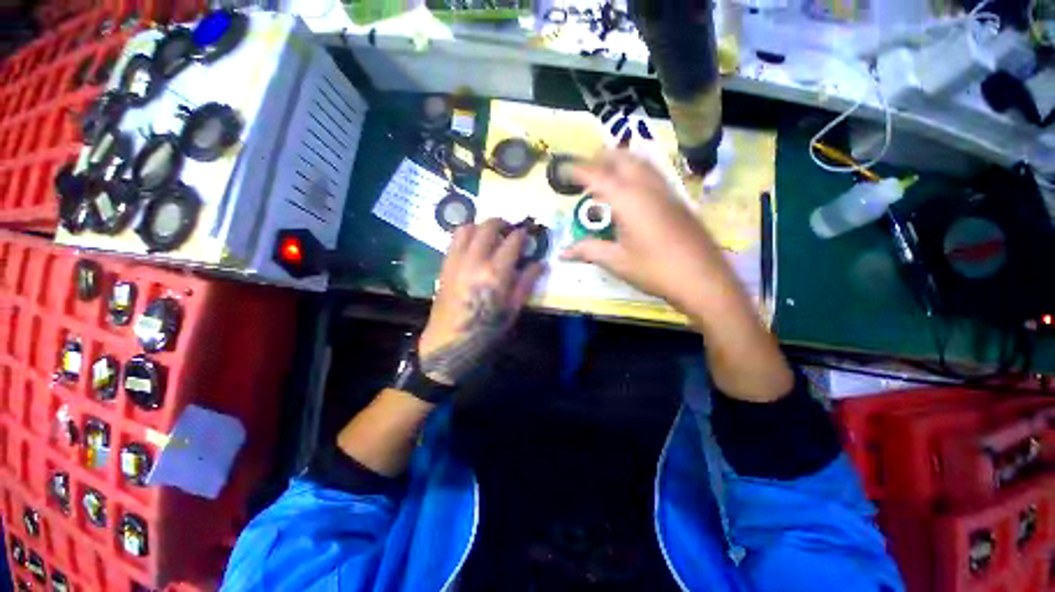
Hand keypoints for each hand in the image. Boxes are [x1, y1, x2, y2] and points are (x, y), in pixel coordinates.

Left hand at [419, 219, 544, 385]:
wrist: (451, 341)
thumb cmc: (487, 328)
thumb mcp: (513, 308)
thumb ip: (527, 282)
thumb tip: (541, 262)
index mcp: (496, 273)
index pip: (513, 241)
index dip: (523, 234)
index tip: (528, 235)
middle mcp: (475, 260)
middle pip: (489, 226)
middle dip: (503, 223)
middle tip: (511, 230)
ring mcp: (457, 260)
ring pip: (468, 227)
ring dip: (482, 226)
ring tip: (491, 235)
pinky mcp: (445, 264)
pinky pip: (454, 239)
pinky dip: (467, 234)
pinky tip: (474, 244)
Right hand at [561, 149, 737, 316]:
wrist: (702, 278)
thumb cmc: (654, 269)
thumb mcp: (617, 262)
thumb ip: (588, 250)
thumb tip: (563, 253)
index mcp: (628, 200)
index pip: (597, 176)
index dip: (578, 170)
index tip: (563, 168)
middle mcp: (647, 187)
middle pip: (622, 158)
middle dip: (601, 158)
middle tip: (585, 170)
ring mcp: (666, 191)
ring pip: (641, 162)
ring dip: (621, 161)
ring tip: (606, 173)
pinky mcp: (677, 199)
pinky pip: (653, 173)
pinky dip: (636, 171)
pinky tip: (633, 189)